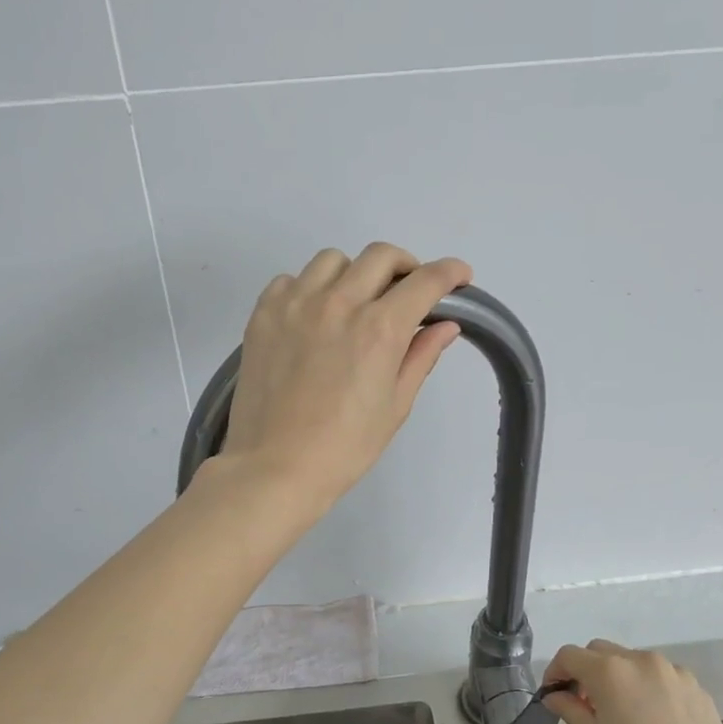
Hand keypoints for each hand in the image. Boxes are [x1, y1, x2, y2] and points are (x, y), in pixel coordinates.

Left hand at [220, 244, 471, 508]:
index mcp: (379, 329)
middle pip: (381, 256)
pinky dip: (309, 288)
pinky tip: (313, 317)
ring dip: (354, 273)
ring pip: (333, 261)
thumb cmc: (344, 448)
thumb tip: (446, 326)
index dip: (450, 272)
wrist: (274, 467)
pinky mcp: (263, 314)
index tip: (459, 276)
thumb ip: (420, 358)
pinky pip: (291, 279)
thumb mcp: (394, 407)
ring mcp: (296, 304)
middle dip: (405, 267)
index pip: (425, 281)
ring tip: (355, 303)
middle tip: (407, 293)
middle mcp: (339, 303)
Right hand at [542, 640, 722, 723]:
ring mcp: (673, 672)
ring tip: (622, 713)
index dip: (555, 672)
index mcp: (610, 671)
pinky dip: (648, 687)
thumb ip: (571, 709)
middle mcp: (641, 661)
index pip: (570, 656)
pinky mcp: (697, 688)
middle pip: (601, 651)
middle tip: (585, 705)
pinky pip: (661, 677)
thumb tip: (555, 696)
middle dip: (587, 671)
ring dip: (619, 677)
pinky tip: (653, 720)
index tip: (553, 695)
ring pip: (633, 661)